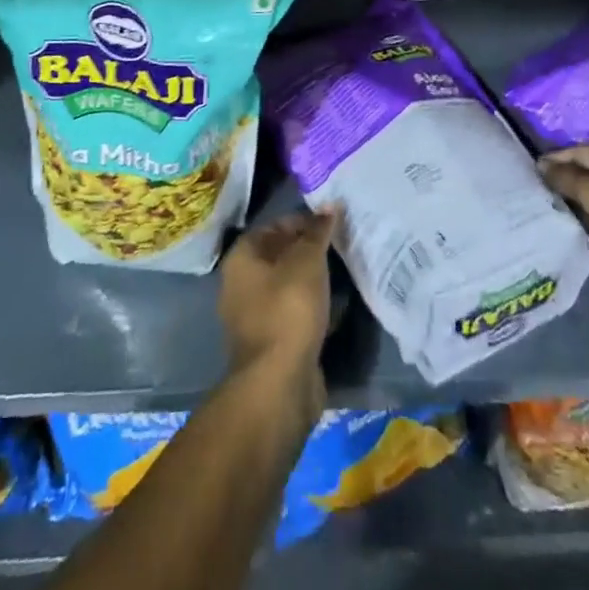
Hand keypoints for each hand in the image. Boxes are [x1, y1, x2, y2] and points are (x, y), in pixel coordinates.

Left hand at [218, 211, 334, 414]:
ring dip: (314, 281)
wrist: (279, 384)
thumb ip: (318, 232)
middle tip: (342, 245)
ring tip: (346, 272)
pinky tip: (339, 306)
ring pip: (290, 287)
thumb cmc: (288, 309)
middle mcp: (242, 284)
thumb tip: (329, 205)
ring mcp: (256, 317)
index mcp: (242, 258)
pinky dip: (315, 308)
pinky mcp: (273, 344)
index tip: (333, 223)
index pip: (275, 226)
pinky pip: (296, 314)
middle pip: (281, 256)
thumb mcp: (307, 261)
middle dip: (311, 251)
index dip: (304, 221)